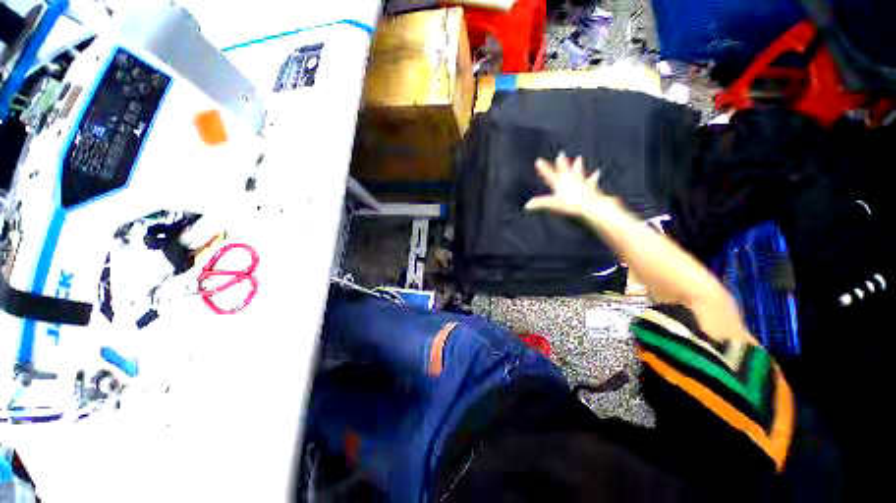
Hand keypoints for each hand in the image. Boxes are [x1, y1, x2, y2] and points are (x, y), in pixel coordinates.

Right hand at [525, 153, 610, 217]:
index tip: (538, 161)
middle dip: (561, 163)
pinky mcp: (590, 189)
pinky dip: (594, 177)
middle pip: (565, 170)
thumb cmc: (572, 205)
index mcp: (561, 185)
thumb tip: (527, 205)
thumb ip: (540, 203)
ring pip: (578, 173)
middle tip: (561, 154)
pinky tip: (597, 172)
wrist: (591, 206)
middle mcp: (571, 182)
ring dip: (577, 166)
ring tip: (579, 158)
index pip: (549, 175)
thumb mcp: (554, 204)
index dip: (543, 168)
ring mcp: (581, 184)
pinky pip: (591, 182)